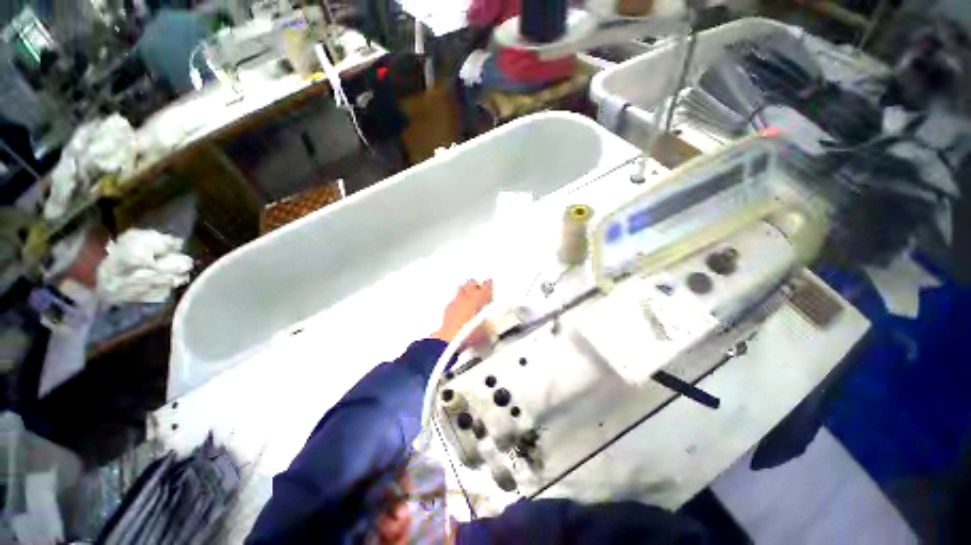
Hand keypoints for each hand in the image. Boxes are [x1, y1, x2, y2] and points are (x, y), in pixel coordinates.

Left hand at [432, 280, 492, 342]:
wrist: (453, 338)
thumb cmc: (472, 331)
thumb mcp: (491, 329)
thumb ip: (494, 321)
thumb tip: (495, 324)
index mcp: (482, 296)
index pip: (488, 284)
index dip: (489, 284)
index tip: (489, 284)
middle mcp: (469, 295)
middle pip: (472, 282)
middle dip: (475, 284)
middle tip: (478, 288)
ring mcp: (457, 300)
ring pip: (462, 288)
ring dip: (465, 290)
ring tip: (468, 294)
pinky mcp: (449, 307)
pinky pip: (454, 299)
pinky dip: (457, 301)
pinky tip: (458, 307)